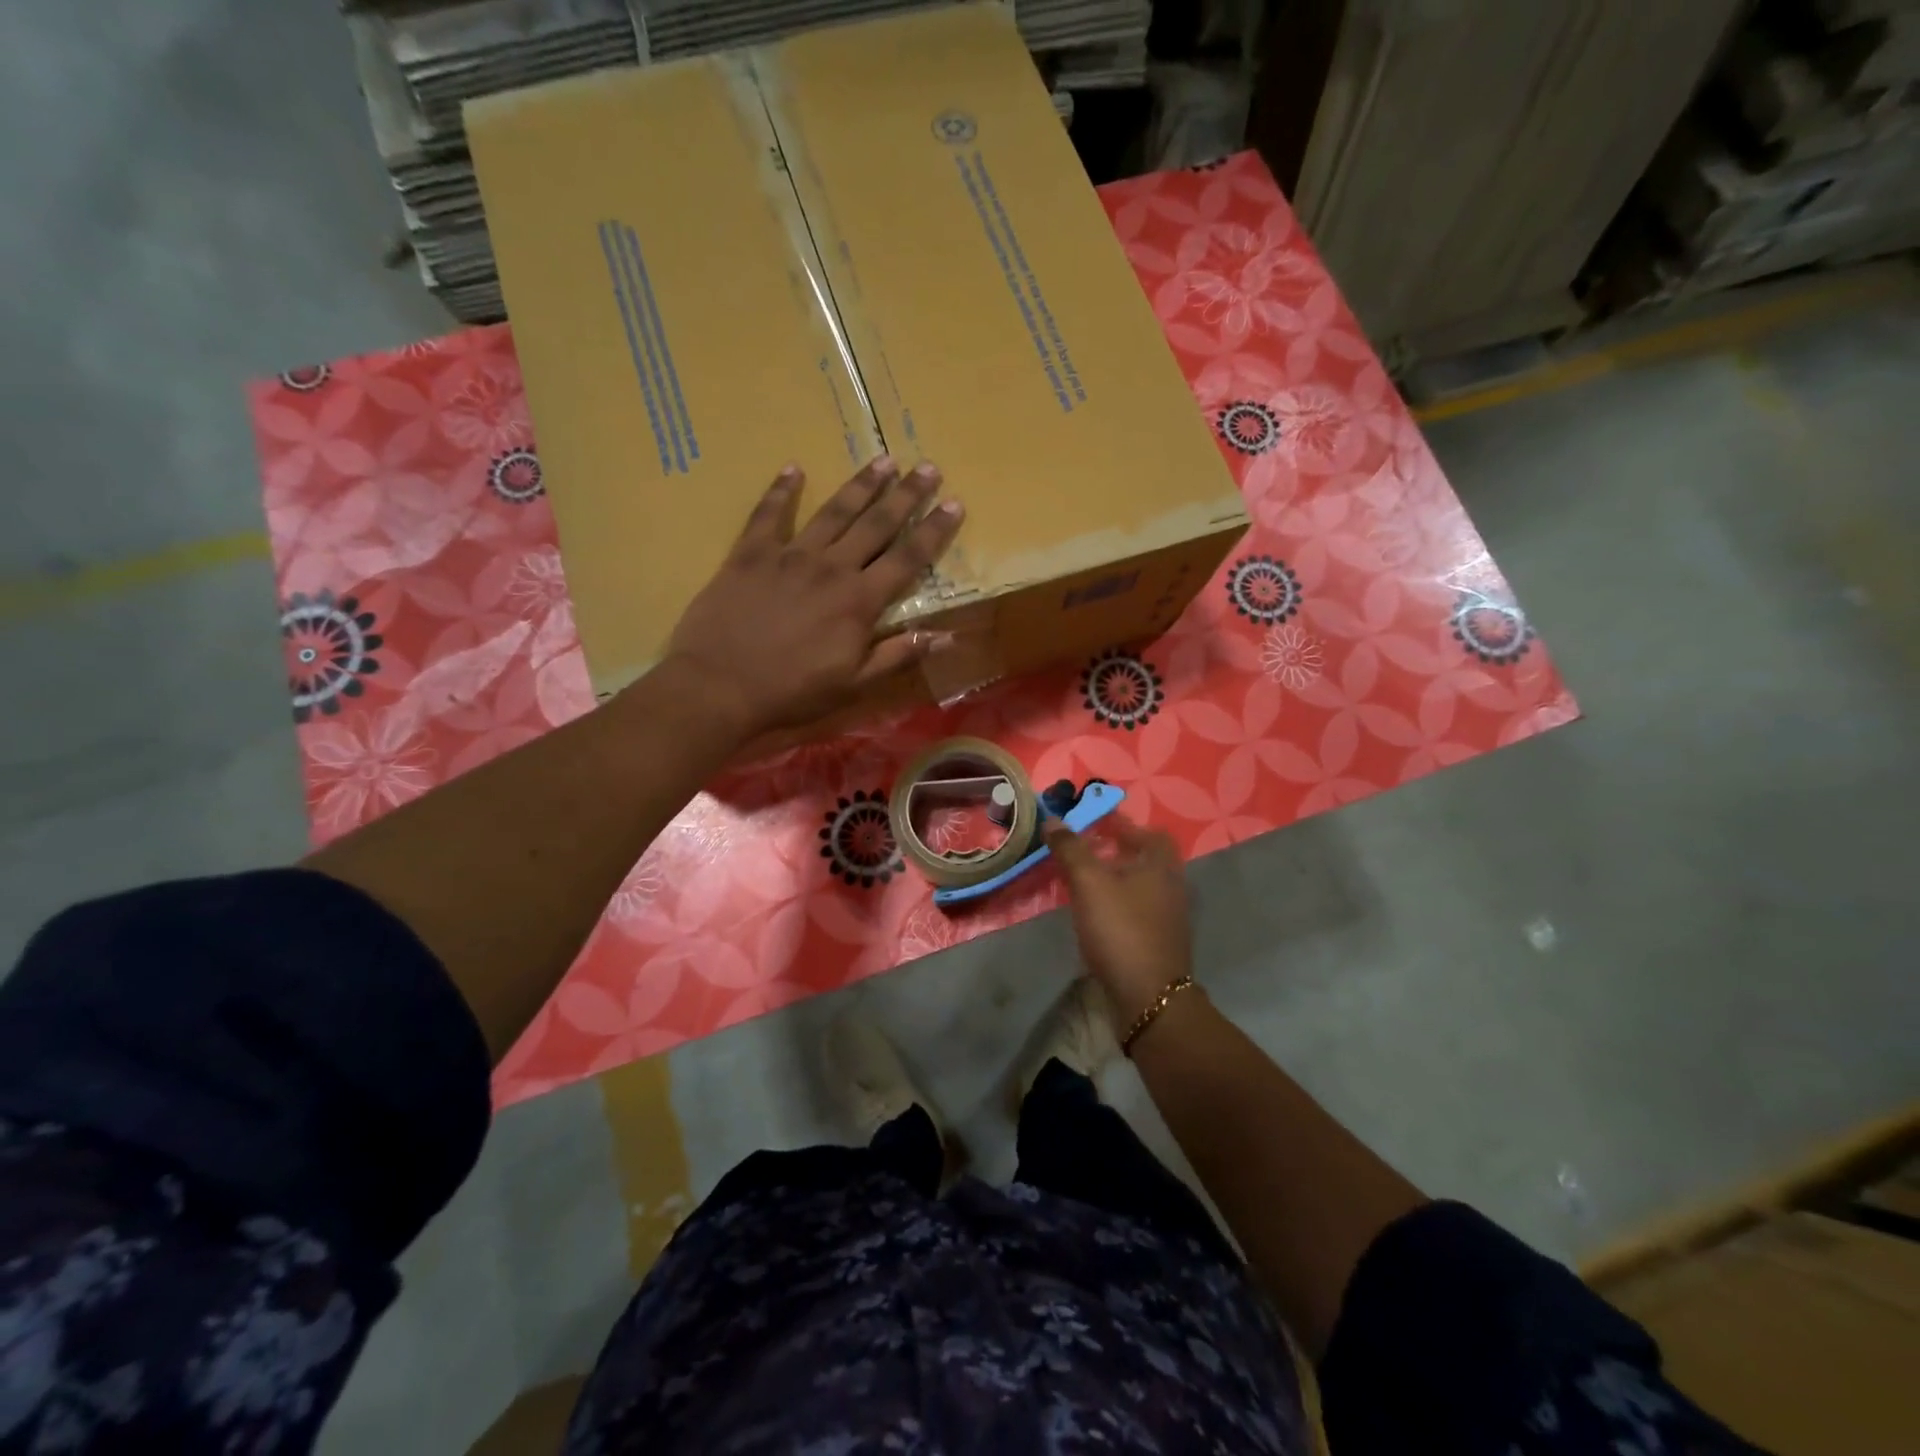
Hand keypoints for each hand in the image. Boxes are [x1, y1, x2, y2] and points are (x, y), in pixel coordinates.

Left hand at [661, 456, 963, 737]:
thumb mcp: (853, 684)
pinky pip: (769, 514)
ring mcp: (789, 555)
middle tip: (928, 467)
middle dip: (906, 495)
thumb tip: (946, 636)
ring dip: (860, 485)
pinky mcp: (750, 553)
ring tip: (883, 460)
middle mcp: (831, 567)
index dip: (934, 530)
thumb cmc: (791, 691)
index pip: (907, 558)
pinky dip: (781, 490)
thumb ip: (898, 655)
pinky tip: (793, 469)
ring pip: (833, 512)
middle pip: (876, 524)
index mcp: (859, 601)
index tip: (955, 503)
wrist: (719, 686)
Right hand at [1044, 815, 1192, 1024]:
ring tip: (1083, 880)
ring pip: (1141, 887)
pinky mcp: (1158, 943)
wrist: (1148, 998)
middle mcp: (1171, 888)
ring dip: (1115, 879)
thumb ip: (1071, 849)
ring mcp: (1167, 918)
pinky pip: (1137, 911)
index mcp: (1161, 866)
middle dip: (1116, 851)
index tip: (1096, 823)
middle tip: (1085, 849)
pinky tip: (1094, 914)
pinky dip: (1117, 904)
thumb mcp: (1090, 883)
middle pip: (1146, 859)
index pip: (1150, 833)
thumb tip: (1053, 820)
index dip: (1124, 824)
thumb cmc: (1121, 930)